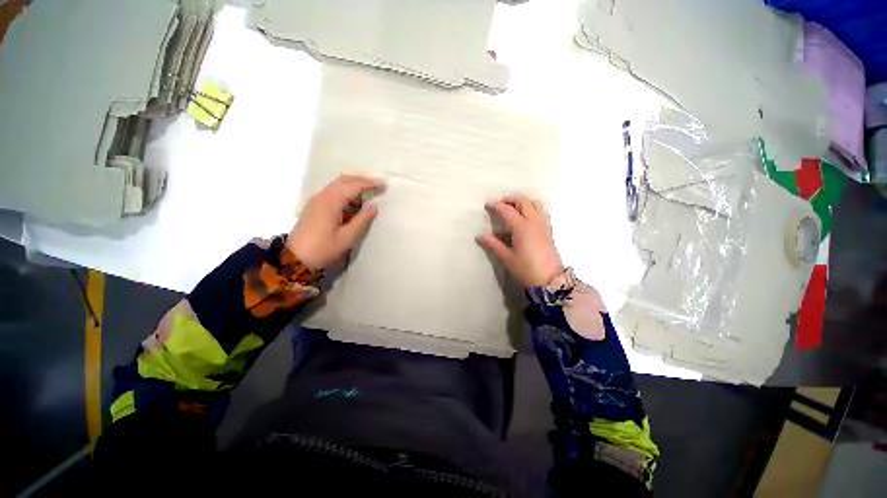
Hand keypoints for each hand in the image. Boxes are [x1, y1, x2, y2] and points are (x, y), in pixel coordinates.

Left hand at [287, 175, 384, 270]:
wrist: (296, 258)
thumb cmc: (323, 248)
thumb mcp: (347, 237)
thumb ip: (362, 220)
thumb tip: (374, 207)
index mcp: (330, 201)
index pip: (353, 186)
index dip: (369, 184)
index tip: (384, 185)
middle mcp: (322, 196)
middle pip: (344, 180)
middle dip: (362, 180)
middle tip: (378, 185)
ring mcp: (317, 200)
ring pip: (338, 185)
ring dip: (354, 185)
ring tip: (370, 191)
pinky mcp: (315, 206)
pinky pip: (333, 192)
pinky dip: (346, 192)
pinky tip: (355, 201)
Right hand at [476, 195, 563, 287]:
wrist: (549, 280)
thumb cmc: (526, 269)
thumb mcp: (506, 258)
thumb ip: (493, 245)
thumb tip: (479, 236)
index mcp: (522, 227)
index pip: (507, 210)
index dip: (496, 206)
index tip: (487, 205)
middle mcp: (534, 221)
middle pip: (523, 202)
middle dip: (510, 199)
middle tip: (500, 204)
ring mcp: (543, 225)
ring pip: (535, 203)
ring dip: (523, 201)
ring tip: (513, 208)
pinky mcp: (548, 230)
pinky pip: (541, 211)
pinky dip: (532, 207)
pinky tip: (527, 216)